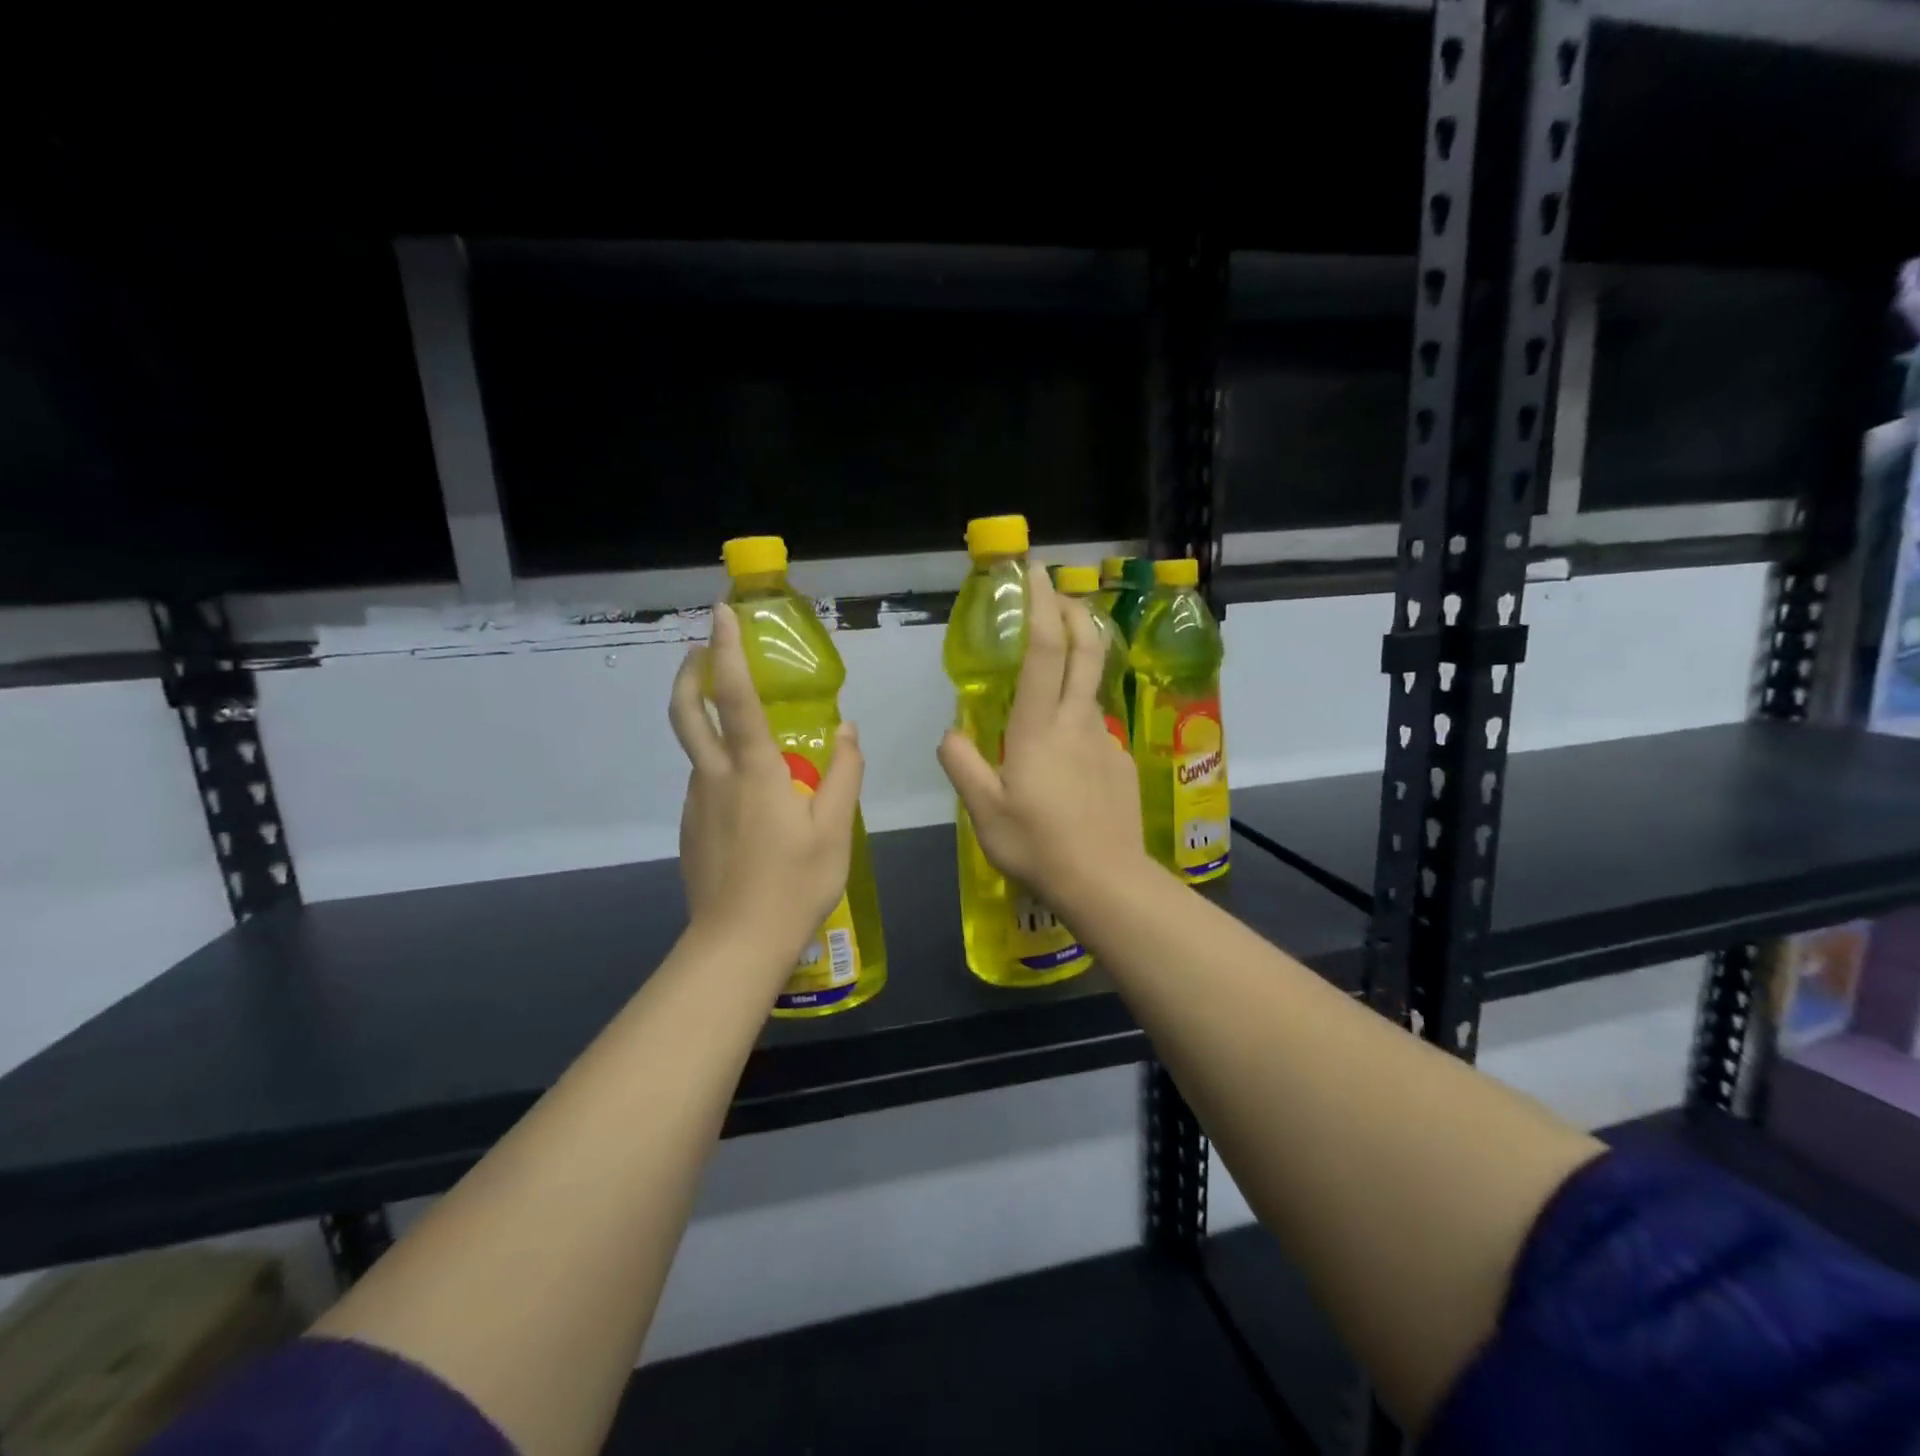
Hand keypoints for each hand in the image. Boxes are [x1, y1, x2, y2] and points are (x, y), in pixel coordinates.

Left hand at [668, 604, 864, 969]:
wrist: (737, 944)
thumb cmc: (795, 884)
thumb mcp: (836, 829)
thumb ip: (844, 774)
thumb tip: (848, 730)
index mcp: (754, 770)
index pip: (734, 697)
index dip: (726, 650)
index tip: (721, 613)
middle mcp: (715, 777)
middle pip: (686, 712)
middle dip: (689, 671)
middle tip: (701, 649)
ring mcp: (697, 804)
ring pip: (697, 751)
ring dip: (709, 723)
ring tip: (748, 733)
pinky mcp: (692, 829)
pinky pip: (705, 785)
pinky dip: (720, 768)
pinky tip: (750, 797)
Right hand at [937, 567, 1147, 914]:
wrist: (1105, 881)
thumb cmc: (1037, 844)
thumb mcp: (983, 810)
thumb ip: (962, 764)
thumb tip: (950, 733)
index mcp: (1040, 727)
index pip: (1045, 651)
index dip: (1041, 606)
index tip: (1035, 572)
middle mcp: (1077, 721)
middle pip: (1087, 650)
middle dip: (1074, 612)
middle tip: (1059, 594)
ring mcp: (1105, 741)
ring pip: (1091, 691)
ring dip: (1077, 667)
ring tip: (1052, 686)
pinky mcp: (1121, 763)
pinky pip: (1095, 731)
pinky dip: (1078, 724)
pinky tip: (1068, 763)